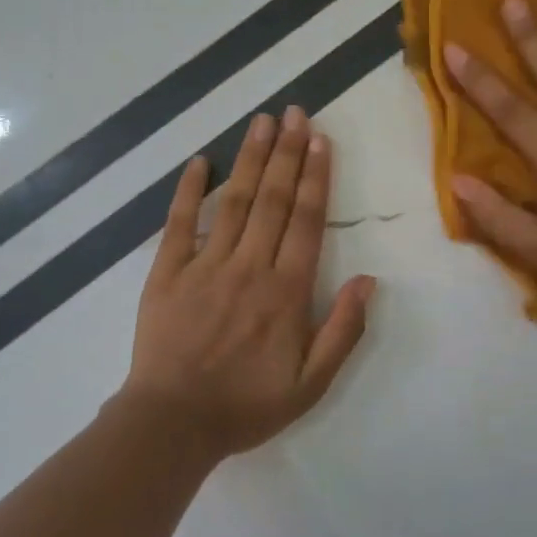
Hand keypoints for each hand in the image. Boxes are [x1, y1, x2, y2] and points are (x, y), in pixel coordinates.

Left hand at [122, 109, 376, 459]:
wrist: (172, 424)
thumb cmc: (246, 405)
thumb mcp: (310, 384)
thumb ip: (342, 330)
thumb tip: (369, 279)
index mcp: (286, 291)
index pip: (307, 220)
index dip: (317, 177)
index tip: (321, 139)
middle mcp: (249, 266)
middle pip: (274, 199)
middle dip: (288, 152)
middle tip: (295, 112)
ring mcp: (205, 265)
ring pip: (235, 201)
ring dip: (251, 159)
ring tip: (263, 121)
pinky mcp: (167, 272)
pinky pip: (180, 223)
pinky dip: (189, 190)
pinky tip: (200, 161)